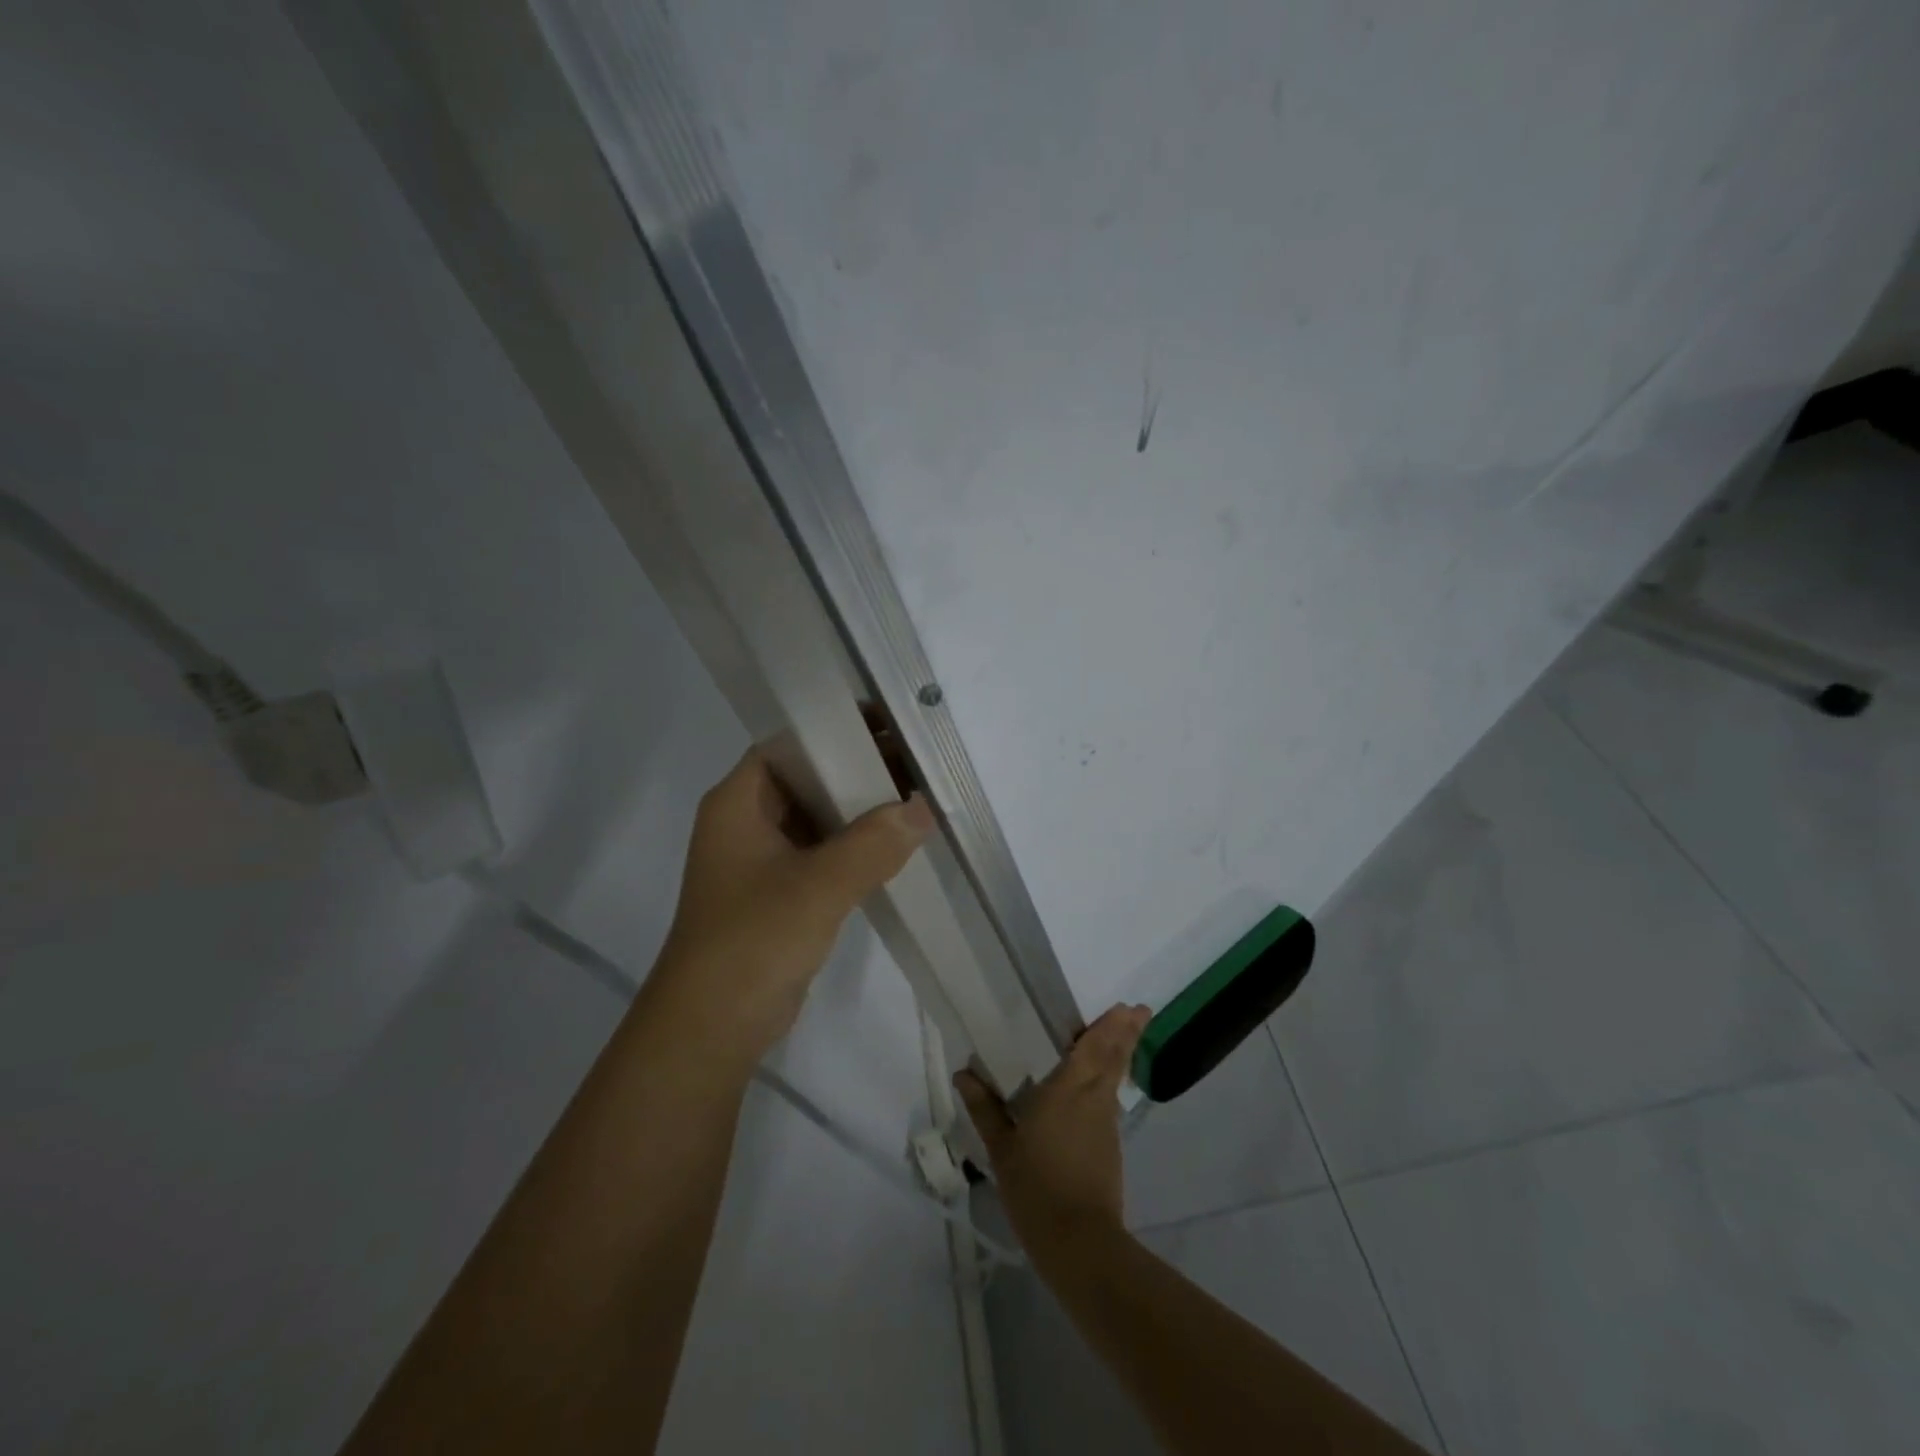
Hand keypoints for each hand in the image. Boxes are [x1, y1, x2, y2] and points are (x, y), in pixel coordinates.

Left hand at [649, 748, 934, 1065]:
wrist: (710, 1030)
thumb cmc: (752, 942)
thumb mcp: (818, 887)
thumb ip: (873, 843)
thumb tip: (922, 809)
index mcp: (739, 802)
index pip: (791, 742)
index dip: (838, 728)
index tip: (890, 726)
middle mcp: (747, 821)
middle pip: (809, 777)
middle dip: (860, 769)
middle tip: (916, 763)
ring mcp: (762, 859)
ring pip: (819, 817)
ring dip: (861, 809)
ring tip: (917, 797)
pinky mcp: (779, 893)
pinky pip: (822, 853)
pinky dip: (856, 845)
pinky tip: (897, 845)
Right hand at [956, 1003, 1152, 1253]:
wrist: (1079, 1243)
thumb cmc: (1036, 1187)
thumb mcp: (1001, 1149)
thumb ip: (985, 1109)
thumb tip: (963, 1073)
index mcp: (1068, 1090)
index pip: (1094, 1048)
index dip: (1111, 1026)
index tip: (1127, 1006)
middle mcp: (1093, 1099)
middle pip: (1114, 1058)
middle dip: (1128, 1034)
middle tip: (1140, 1010)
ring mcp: (1106, 1124)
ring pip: (1115, 1079)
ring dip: (1121, 1055)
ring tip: (1123, 1037)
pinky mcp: (1111, 1148)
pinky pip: (1110, 1102)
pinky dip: (1111, 1084)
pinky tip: (1101, 1088)